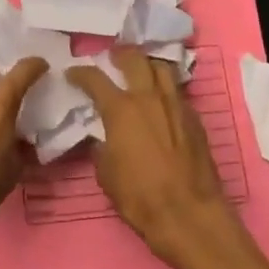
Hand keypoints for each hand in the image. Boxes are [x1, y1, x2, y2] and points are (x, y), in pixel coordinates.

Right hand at [67, 47, 247, 268]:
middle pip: (135, 59)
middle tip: (113, 58)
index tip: (73, 73)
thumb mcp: (106, 174)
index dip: (81, 73)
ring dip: (148, 65)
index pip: (95, 79)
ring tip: (140, 71)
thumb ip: (102, 147)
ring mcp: (176, 104)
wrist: (188, 214)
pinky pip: (177, 91)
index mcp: (121, 110)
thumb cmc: (140, 197)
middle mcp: (149, 98)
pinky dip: (165, 88)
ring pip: (162, 68)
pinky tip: (161, 100)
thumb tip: (103, 138)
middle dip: (120, 54)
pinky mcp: (195, 118)